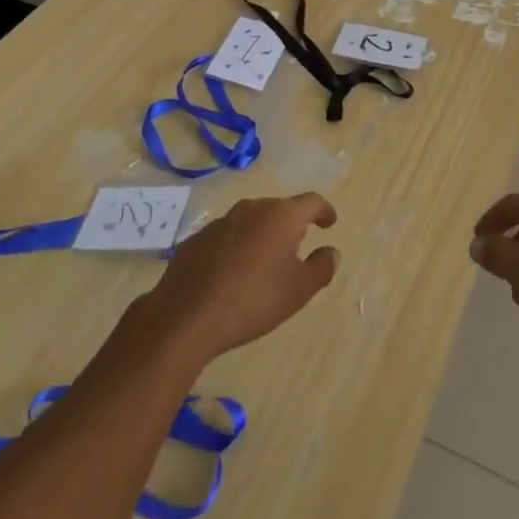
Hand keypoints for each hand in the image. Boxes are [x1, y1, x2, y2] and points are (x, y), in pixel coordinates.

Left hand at [144, 193, 340, 359]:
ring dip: (262, 235)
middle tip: (297, 247)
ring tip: (264, 261)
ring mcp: (222, 221)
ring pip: (251, 221)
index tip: (330, 222)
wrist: (186, 316)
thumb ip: (321, 268)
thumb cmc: (253, 300)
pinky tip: (233, 272)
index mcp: (281, 216)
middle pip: (280, 209)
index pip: (311, 202)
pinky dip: (236, 247)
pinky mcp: (197, 238)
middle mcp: (252, 208)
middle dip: (291, 225)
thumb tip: (332, 252)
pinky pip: (227, 236)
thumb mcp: (298, 291)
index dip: (324, 211)